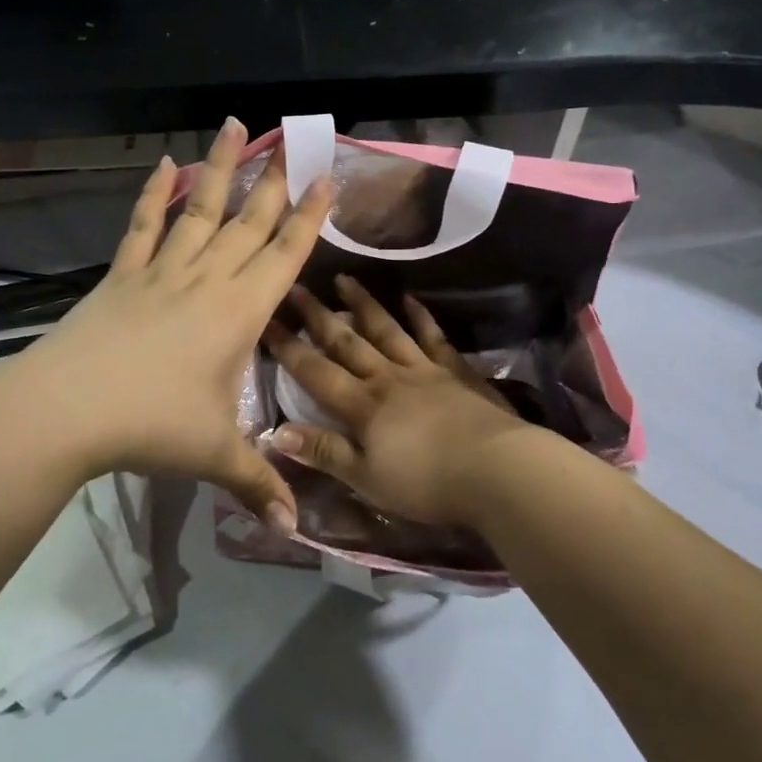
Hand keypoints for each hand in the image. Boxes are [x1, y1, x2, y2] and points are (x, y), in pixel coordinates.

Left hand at [9, 119, 331, 530]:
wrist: (66, 409)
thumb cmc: (150, 426)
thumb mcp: (214, 455)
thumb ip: (259, 483)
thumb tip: (295, 529)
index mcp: (239, 312)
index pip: (285, 255)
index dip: (308, 217)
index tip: (324, 178)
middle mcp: (207, 280)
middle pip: (250, 222)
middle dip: (275, 180)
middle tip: (293, 138)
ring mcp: (162, 271)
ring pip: (200, 209)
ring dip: (220, 168)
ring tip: (235, 125)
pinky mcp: (123, 275)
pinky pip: (143, 226)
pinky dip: (153, 194)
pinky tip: (164, 165)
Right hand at [262, 275, 534, 528]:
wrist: (495, 470)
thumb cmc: (426, 483)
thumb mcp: (367, 478)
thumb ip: (324, 452)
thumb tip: (275, 432)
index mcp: (362, 405)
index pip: (315, 372)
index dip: (288, 348)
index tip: (267, 321)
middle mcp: (387, 377)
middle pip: (347, 342)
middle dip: (318, 316)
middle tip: (297, 288)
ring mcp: (423, 369)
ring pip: (386, 330)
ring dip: (363, 305)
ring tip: (344, 279)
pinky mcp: (455, 371)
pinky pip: (432, 336)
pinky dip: (420, 316)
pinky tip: (409, 299)